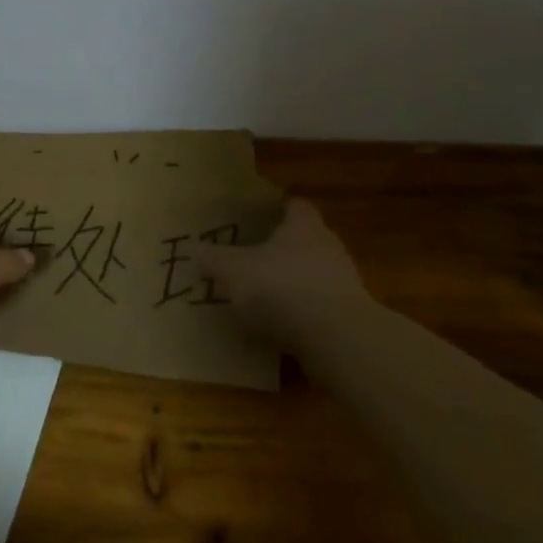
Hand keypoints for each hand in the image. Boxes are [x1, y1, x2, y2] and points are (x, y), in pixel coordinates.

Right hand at [193, 199, 370, 342]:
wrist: (337, 337)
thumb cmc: (282, 287)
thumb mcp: (234, 270)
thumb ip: (214, 258)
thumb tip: (195, 249)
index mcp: (303, 224)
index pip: (293, 204)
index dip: (274, 208)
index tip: (254, 217)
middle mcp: (327, 245)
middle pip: (303, 239)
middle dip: (279, 248)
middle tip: (249, 257)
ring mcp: (342, 281)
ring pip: (311, 273)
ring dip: (290, 282)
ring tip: (260, 295)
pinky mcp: (348, 314)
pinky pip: (318, 306)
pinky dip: (300, 312)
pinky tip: (278, 325)